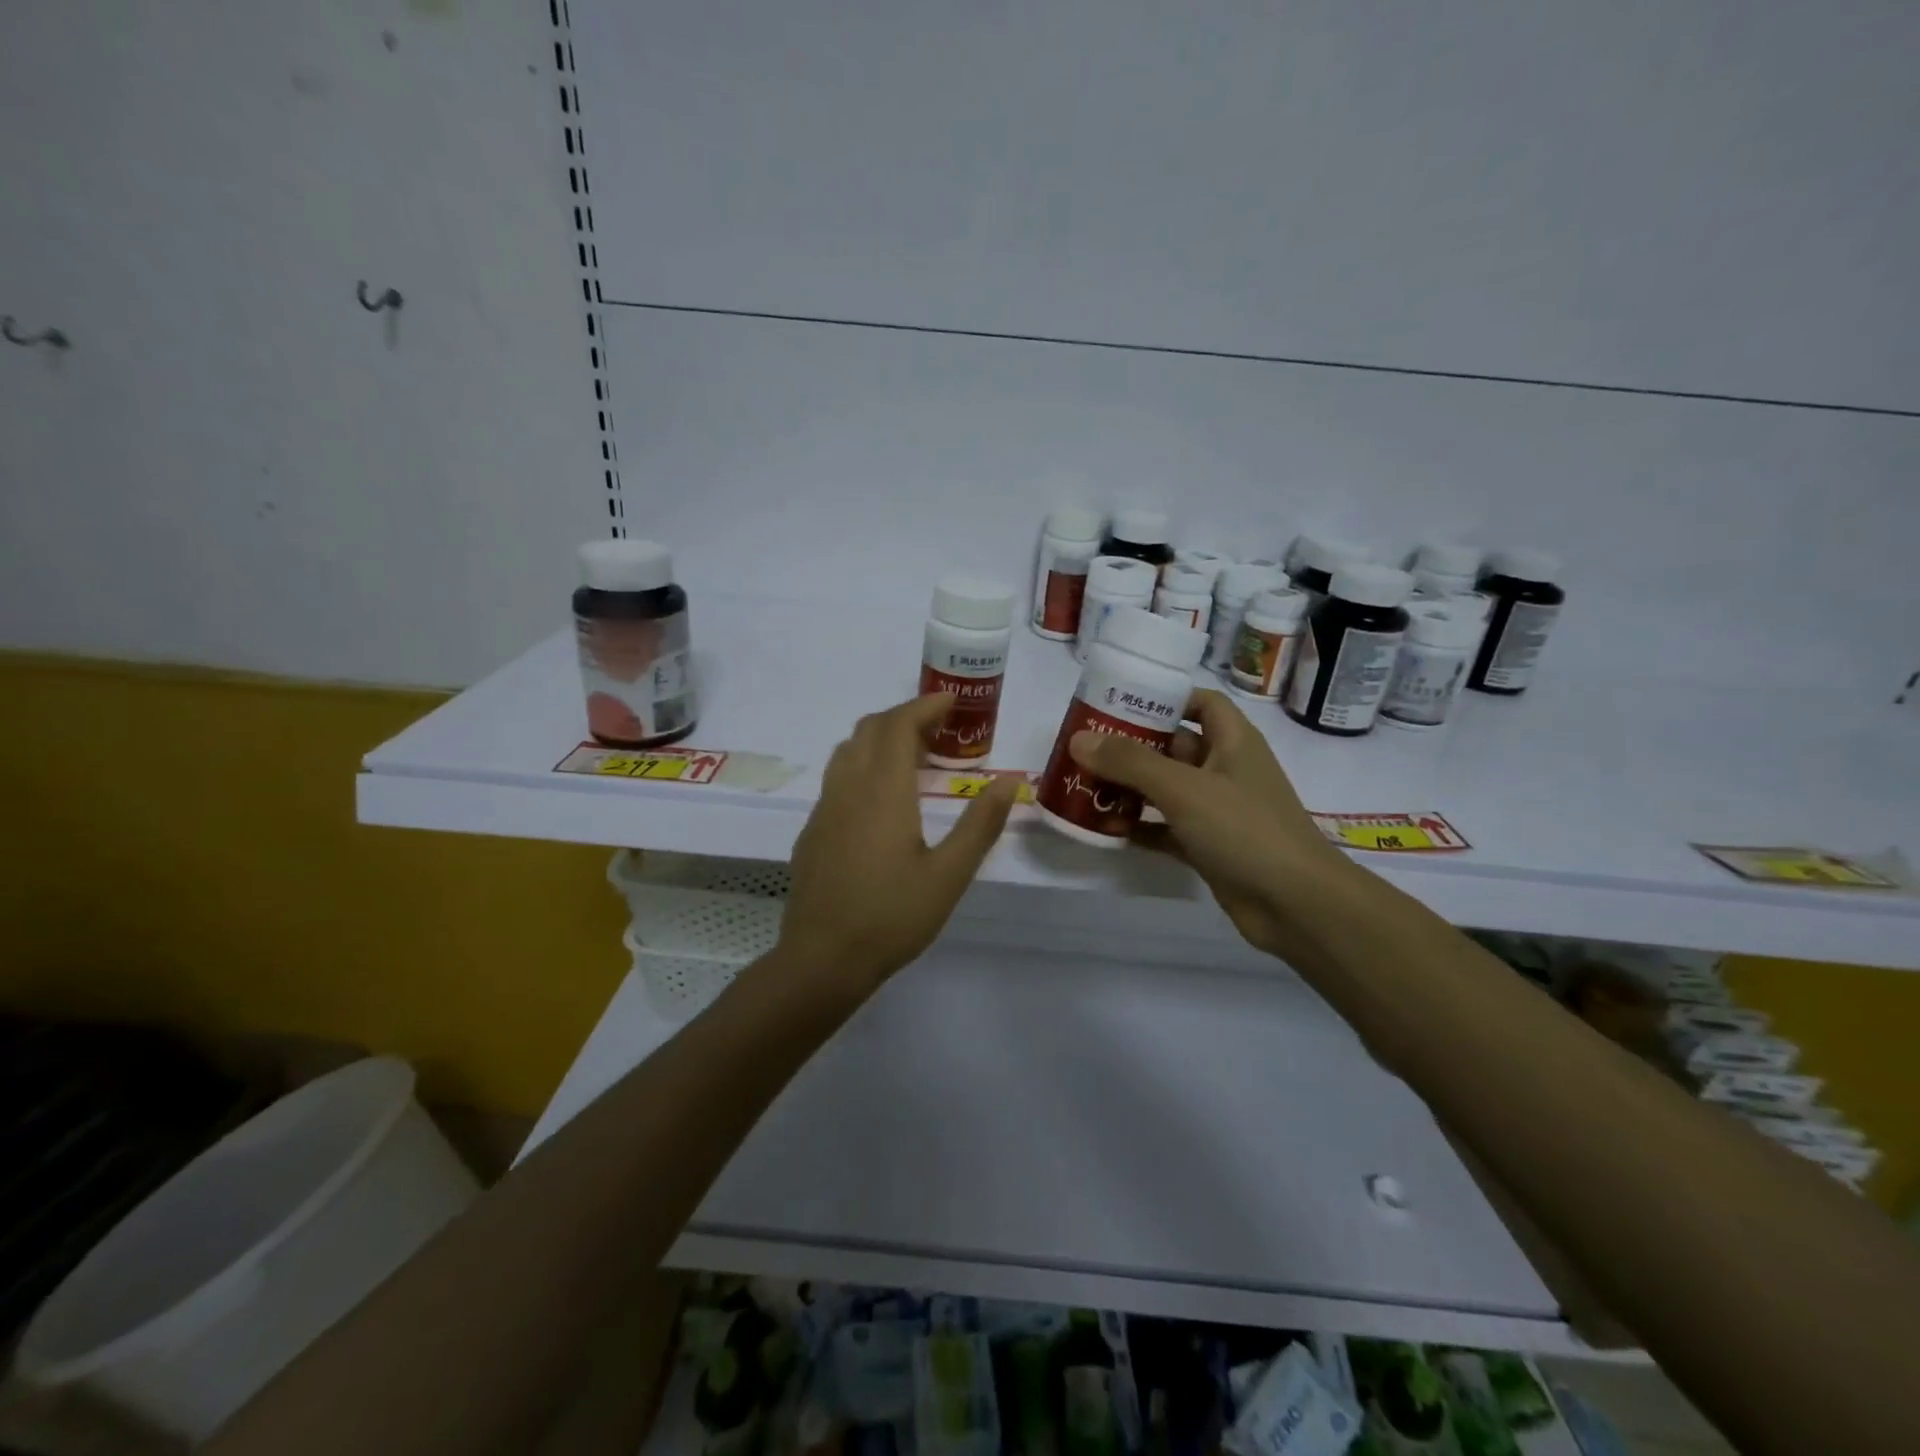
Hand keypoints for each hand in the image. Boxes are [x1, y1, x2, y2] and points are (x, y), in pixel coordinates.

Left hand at [778, 695, 1021, 994]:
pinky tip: (882, 798)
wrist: (822, 959)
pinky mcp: (813, 830)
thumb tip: (1008, 781)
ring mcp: (824, 808)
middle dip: (905, 717)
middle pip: (870, 729)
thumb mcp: (949, 874)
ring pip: (848, 750)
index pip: (899, 725)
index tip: (952, 701)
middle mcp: (848, 787)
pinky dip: (863, 764)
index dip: (925, 705)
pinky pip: (837, 777)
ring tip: (914, 756)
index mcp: (883, 791)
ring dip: (880, 738)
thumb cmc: (892, 916)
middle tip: (940, 729)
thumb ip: (981, 824)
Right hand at [1068, 689, 1352, 957]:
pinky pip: (1166, 828)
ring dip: (1129, 788)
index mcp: (1232, 742)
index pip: (1200, 703)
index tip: (1119, 704)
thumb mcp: (1184, 788)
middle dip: (1131, 746)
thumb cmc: (1245, 830)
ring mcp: (1217, 811)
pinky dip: (1139, 827)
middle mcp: (1225, 770)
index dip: (1164, 698)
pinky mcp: (1209, 847)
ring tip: (1083, 785)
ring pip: (1166, 790)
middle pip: (1173, 747)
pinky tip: (1104, 829)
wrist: (1296, 905)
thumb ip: (1130, 763)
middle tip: (1084, 748)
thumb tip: (1079, 740)